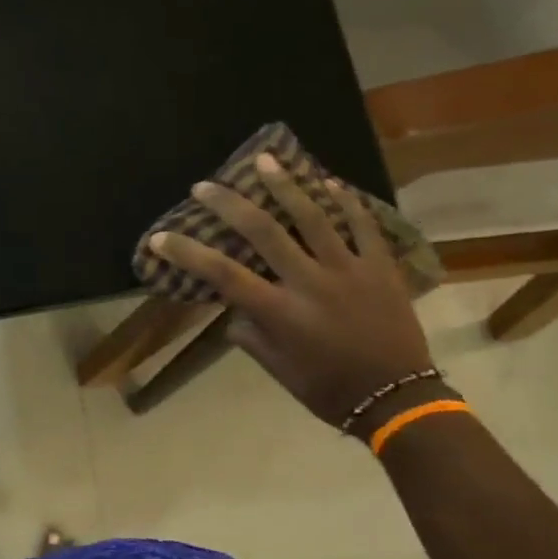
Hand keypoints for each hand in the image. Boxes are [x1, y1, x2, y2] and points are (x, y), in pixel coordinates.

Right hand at [149, 153, 434, 430]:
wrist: (396, 398)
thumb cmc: (329, 390)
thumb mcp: (279, 371)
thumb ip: (251, 336)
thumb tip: (235, 310)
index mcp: (280, 312)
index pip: (223, 274)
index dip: (187, 253)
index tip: (160, 237)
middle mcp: (310, 282)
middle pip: (264, 231)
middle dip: (229, 203)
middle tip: (205, 185)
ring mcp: (349, 269)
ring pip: (313, 217)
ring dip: (286, 185)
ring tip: (266, 160)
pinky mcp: (380, 267)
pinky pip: (362, 225)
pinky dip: (345, 201)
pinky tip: (328, 182)